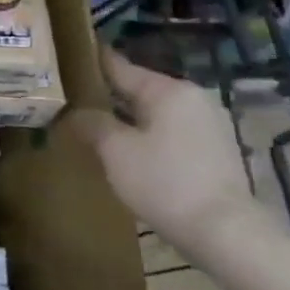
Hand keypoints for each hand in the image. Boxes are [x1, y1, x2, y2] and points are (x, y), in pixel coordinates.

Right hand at [70, 48, 258, 255]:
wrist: (224, 233)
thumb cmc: (164, 182)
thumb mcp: (115, 150)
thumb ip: (91, 123)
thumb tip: (77, 113)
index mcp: (168, 90)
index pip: (118, 66)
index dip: (89, 62)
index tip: (65, 57)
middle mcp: (192, 99)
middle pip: (138, 89)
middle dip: (106, 95)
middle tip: (70, 99)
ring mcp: (207, 125)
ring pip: (153, 112)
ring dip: (125, 118)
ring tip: (93, 126)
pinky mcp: (213, 151)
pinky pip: (168, 132)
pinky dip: (145, 135)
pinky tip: (125, 150)